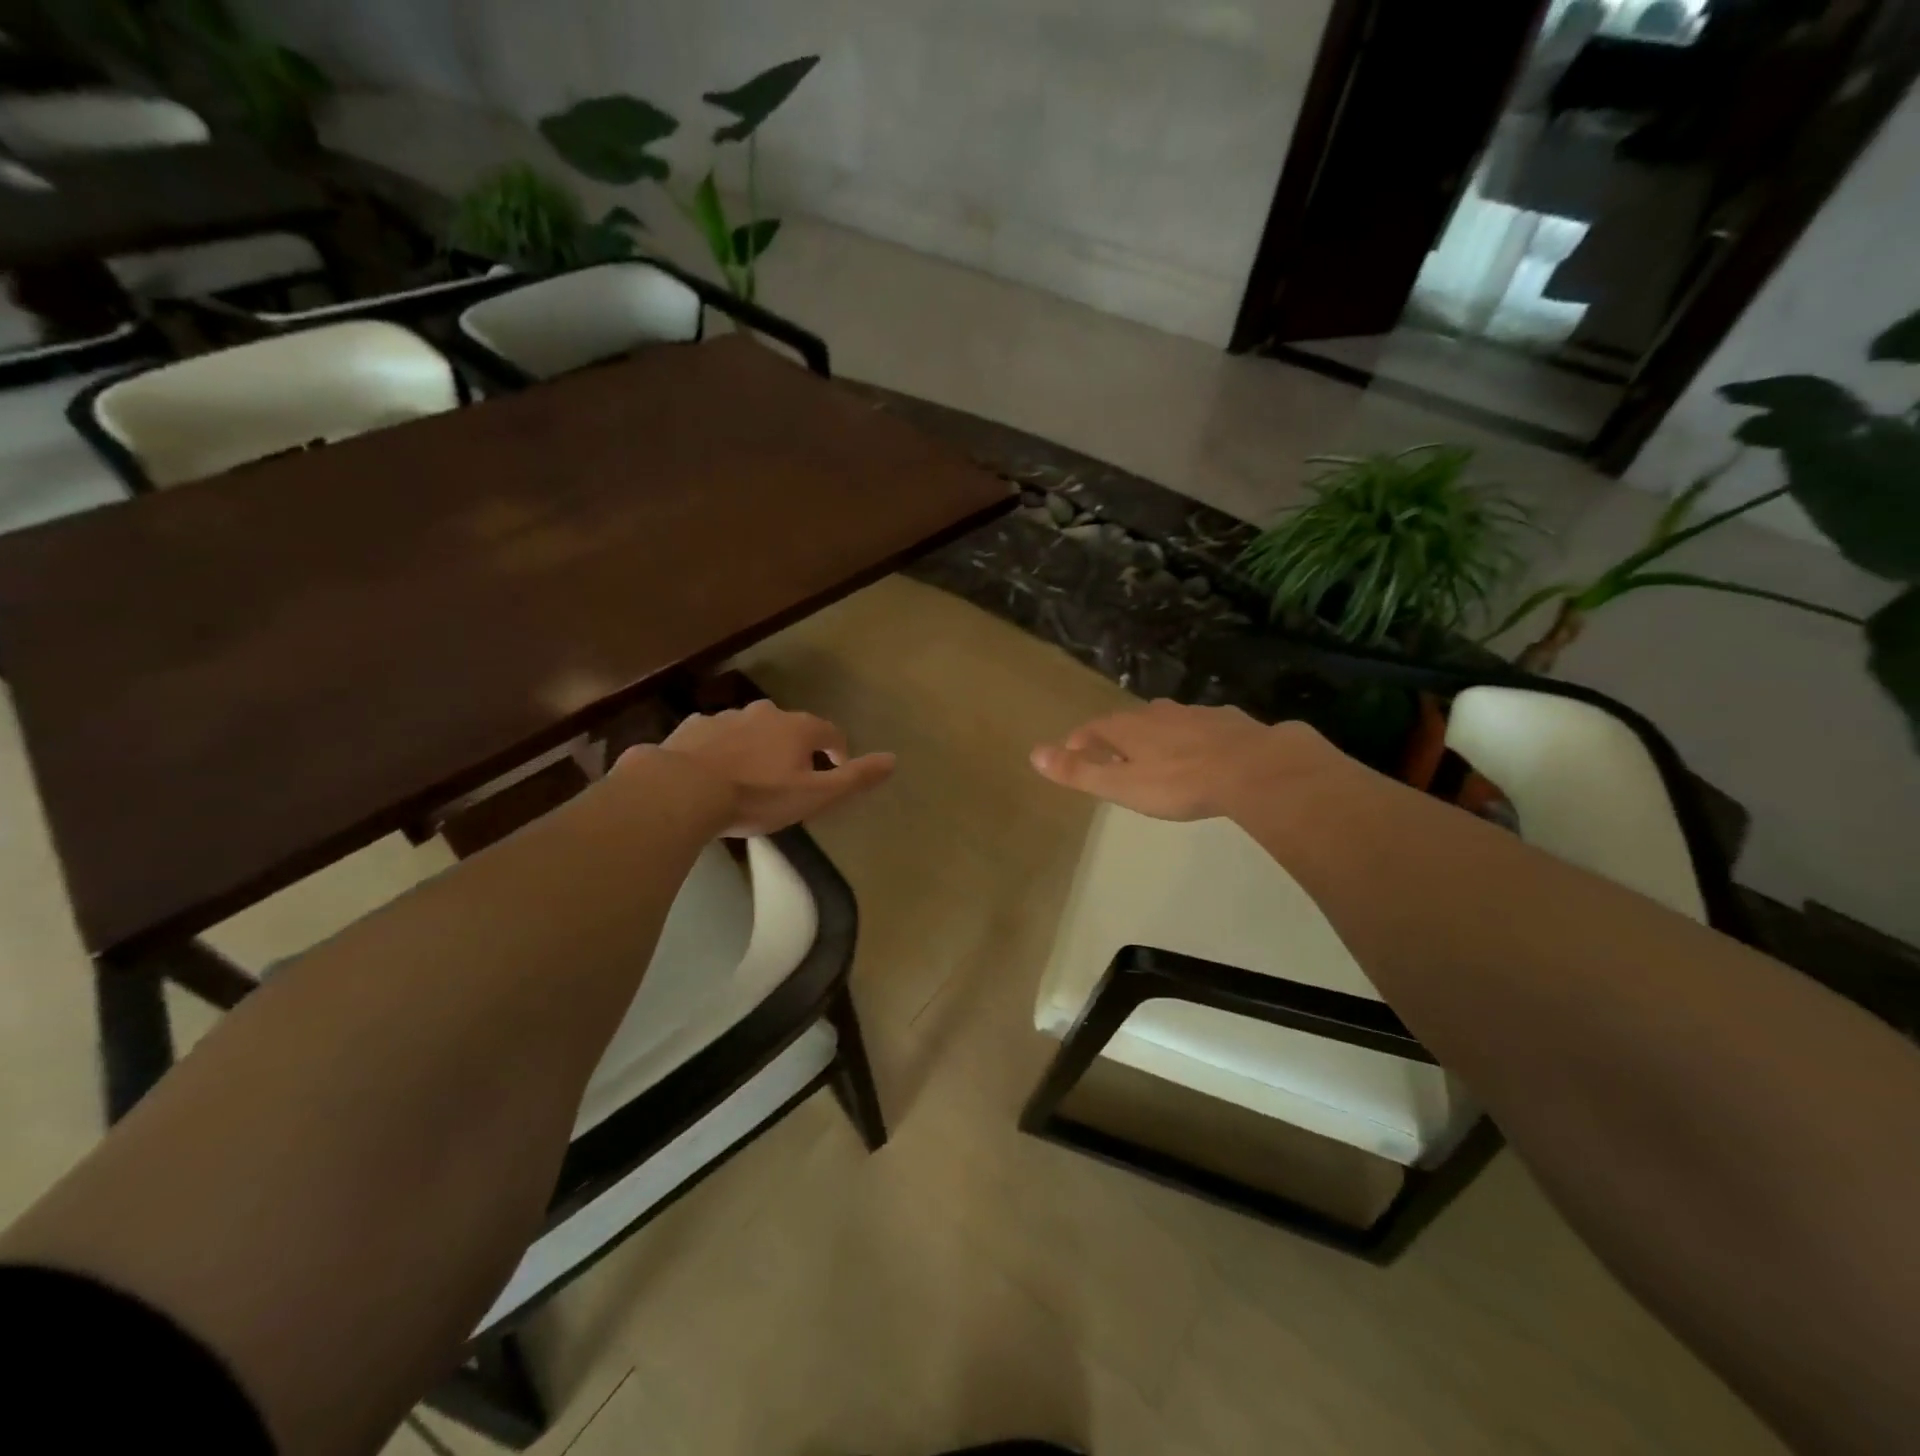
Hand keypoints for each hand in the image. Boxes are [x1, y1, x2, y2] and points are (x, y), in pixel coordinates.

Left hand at [650, 700, 895, 836]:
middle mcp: (765, 713)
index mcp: (798, 728)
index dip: (838, 751)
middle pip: (790, 727)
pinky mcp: (693, 727)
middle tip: (791, 777)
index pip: (831, 732)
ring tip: (751, 776)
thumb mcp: (814, 795)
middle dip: (795, 748)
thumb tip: (893, 759)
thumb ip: (854, 778)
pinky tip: (713, 770)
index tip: (836, 770)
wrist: (682, 789)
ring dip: (758, 746)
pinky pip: (716, 735)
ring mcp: (726, 717)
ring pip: (752, 728)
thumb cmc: (757, 796)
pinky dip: (722, 748)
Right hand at [1030, 700, 1345, 821]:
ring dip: (1156, 736)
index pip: (1093, 728)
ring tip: (1157, 757)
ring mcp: (1196, 713)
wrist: (1254, 769)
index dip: (1080, 741)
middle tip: (1114, 758)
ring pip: (1167, 721)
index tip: (1072, 753)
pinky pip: (1201, 727)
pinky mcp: (1229, 721)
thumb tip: (1034, 753)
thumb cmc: (1179, 783)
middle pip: (1129, 722)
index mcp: (1129, 727)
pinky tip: (1204, 753)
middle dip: (1118, 738)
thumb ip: (1079, 771)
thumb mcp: (1121, 785)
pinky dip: (1193, 738)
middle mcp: (1159, 713)